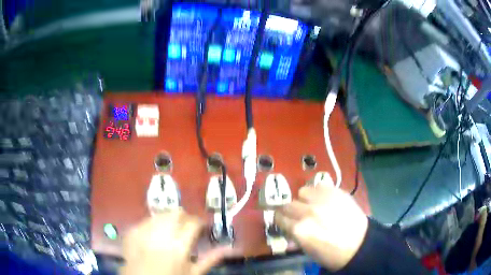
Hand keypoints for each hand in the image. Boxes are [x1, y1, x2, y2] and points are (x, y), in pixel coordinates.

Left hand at [121, 210, 231, 274]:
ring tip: (170, 232)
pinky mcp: (131, 231)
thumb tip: (230, 247)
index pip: (193, 223)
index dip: (200, 223)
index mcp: (179, 246)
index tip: (202, 229)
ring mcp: (143, 231)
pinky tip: (154, 236)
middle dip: (184, 218)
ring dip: (169, 220)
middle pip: (176, 213)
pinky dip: (153, 225)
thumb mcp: (193, 273)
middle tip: (186, 228)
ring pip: (160, 214)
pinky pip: (146, 220)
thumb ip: (211, 258)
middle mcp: (160, 234)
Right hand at [274, 175, 367, 270]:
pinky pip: (320, 186)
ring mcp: (323, 200)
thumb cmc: (332, 253)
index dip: (281, 220)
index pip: (278, 217)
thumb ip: (294, 236)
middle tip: (299, 215)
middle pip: (288, 204)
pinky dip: (319, 192)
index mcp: (299, 230)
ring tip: (313, 205)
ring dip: (305, 199)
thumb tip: (287, 228)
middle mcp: (308, 212)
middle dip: (291, 210)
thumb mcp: (307, 250)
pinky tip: (325, 200)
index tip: (285, 221)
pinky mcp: (336, 191)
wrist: (359, 244)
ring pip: (303, 191)